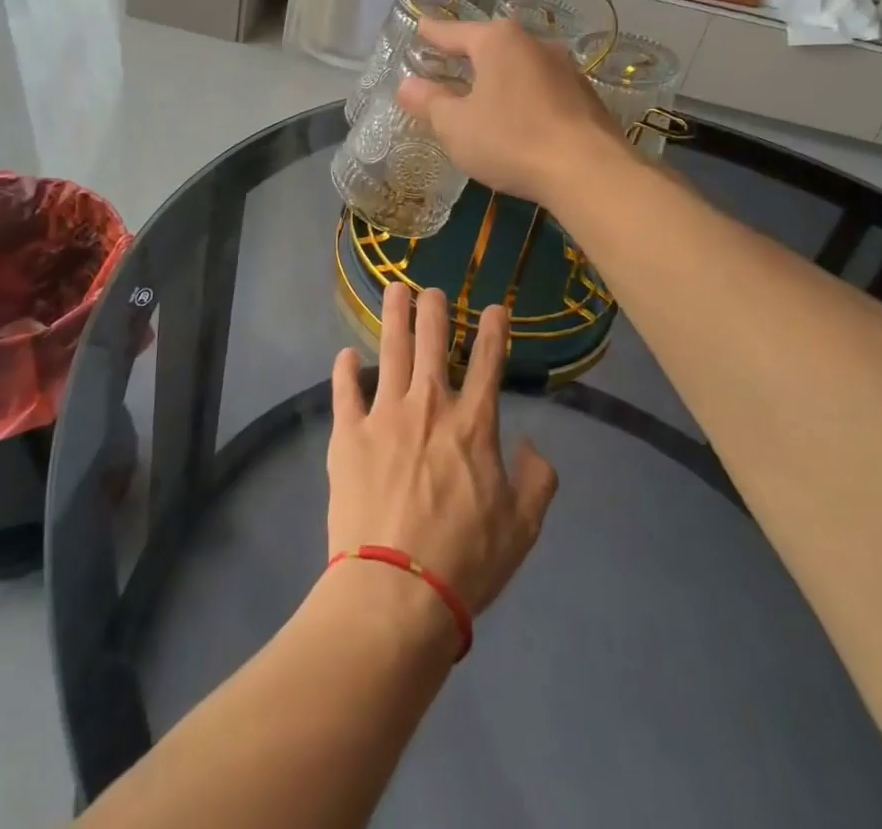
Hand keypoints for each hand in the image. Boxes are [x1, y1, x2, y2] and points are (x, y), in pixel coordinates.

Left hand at [328, 285, 557, 620]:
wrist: (396, 590)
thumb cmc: (466, 560)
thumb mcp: (522, 528)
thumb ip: (537, 481)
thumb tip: (533, 446)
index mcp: (474, 423)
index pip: (489, 361)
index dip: (494, 329)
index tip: (495, 308)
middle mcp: (429, 405)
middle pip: (433, 341)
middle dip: (435, 309)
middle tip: (432, 290)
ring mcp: (385, 415)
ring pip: (391, 349)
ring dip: (394, 316)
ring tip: (394, 290)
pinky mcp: (348, 434)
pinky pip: (345, 390)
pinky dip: (345, 370)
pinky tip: (345, 354)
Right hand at [396, 15, 628, 206]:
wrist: (589, 171)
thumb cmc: (511, 140)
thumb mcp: (456, 126)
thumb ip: (430, 102)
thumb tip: (407, 85)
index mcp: (498, 42)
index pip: (455, 31)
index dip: (433, 33)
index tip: (420, 26)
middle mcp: (534, 43)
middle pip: (491, 44)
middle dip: (468, 53)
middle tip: (447, 60)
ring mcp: (565, 67)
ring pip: (520, 65)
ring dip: (499, 76)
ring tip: (482, 91)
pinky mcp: (585, 94)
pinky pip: (541, 86)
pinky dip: (523, 95)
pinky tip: (518, 116)